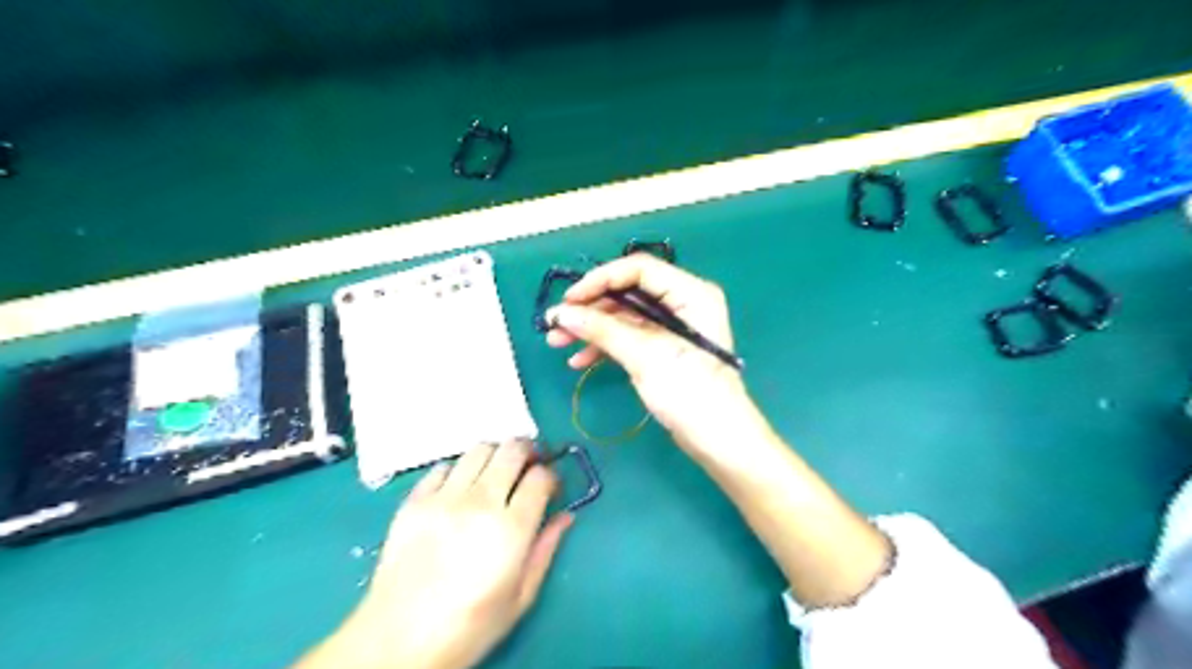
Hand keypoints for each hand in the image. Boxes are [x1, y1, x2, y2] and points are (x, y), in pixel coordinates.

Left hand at [302, 442, 571, 666]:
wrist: (398, 641)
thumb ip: (546, 549)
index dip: (551, 476)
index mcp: (511, 528)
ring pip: (480, 448)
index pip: (541, 476)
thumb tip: (565, 516)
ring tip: (496, 473)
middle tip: (529, 466)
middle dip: (528, 451)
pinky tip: (461, 488)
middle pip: (512, 449)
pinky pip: (444, 466)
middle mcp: (480, 502)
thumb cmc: (469, 626)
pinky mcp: (415, 500)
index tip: (550, 488)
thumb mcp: (521, 597)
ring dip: (496, 454)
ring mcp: (444, 497)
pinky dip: (459, 469)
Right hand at [543, 253, 748, 451]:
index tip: (569, 300)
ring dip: (591, 328)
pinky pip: (629, 337)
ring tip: (557, 342)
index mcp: (690, 293)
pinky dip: (605, 346)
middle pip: (627, 293)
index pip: (638, 269)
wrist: (717, 439)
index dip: (600, 280)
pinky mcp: (663, 349)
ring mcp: (672, 327)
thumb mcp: (645, 356)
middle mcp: (682, 303)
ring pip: (623, 316)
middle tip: (556, 323)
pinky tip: (579, 360)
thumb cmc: (689, 391)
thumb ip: (603, 330)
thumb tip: (561, 314)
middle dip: (590, 308)